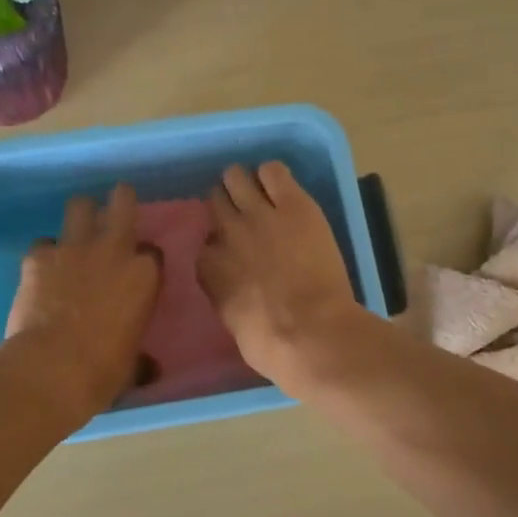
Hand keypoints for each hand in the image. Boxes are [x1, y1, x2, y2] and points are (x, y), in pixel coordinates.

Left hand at [5, 184, 161, 421]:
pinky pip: (43, 243)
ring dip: (80, 216)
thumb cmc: (102, 371)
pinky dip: (44, 254)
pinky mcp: (38, 256)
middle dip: (120, 200)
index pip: (152, 251)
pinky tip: (41, 271)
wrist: (51, 369)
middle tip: (116, 207)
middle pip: (122, 201)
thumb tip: (150, 368)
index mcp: (144, 275)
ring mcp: (73, 248)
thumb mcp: (132, 366)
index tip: (138, 270)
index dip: (144, 258)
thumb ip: (141, 358)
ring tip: (76, 232)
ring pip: (79, 206)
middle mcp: (113, 250)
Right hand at [198, 162, 365, 387]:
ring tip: (260, 192)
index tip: (233, 254)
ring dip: (245, 183)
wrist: (311, 333)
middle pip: (215, 202)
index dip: (220, 246)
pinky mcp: (293, 204)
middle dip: (227, 206)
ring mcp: (258, 215)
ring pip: (236, 177)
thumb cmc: (272, 345)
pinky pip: (273, 171)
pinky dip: (274, 175)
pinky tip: (282, 187)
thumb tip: (234, 288)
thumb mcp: (234, 324)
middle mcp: (227, 234)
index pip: (206, 245)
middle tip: (244, 215)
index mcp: (210, 268)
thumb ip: (227, 296)